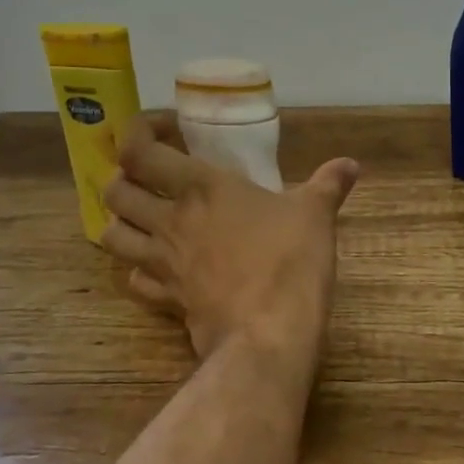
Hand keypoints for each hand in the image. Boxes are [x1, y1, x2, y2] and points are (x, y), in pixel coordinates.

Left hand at [101, 115, 359, 360]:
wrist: (269, 333)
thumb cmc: (290, 261)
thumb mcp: (316, 214)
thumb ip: (329, 184)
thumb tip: (352, 164)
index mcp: (201, 188)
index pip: (140, 151)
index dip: (138, 132)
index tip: (163, 130)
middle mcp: (171, 221)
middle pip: (114, 192)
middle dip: (122, 178)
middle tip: (149, 176)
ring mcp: (163, 263)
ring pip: (111, 235)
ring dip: (121, 222)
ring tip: (145, 218)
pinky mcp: (166, 300)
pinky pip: (135, 280)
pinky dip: (139, 269)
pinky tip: (158, 266)